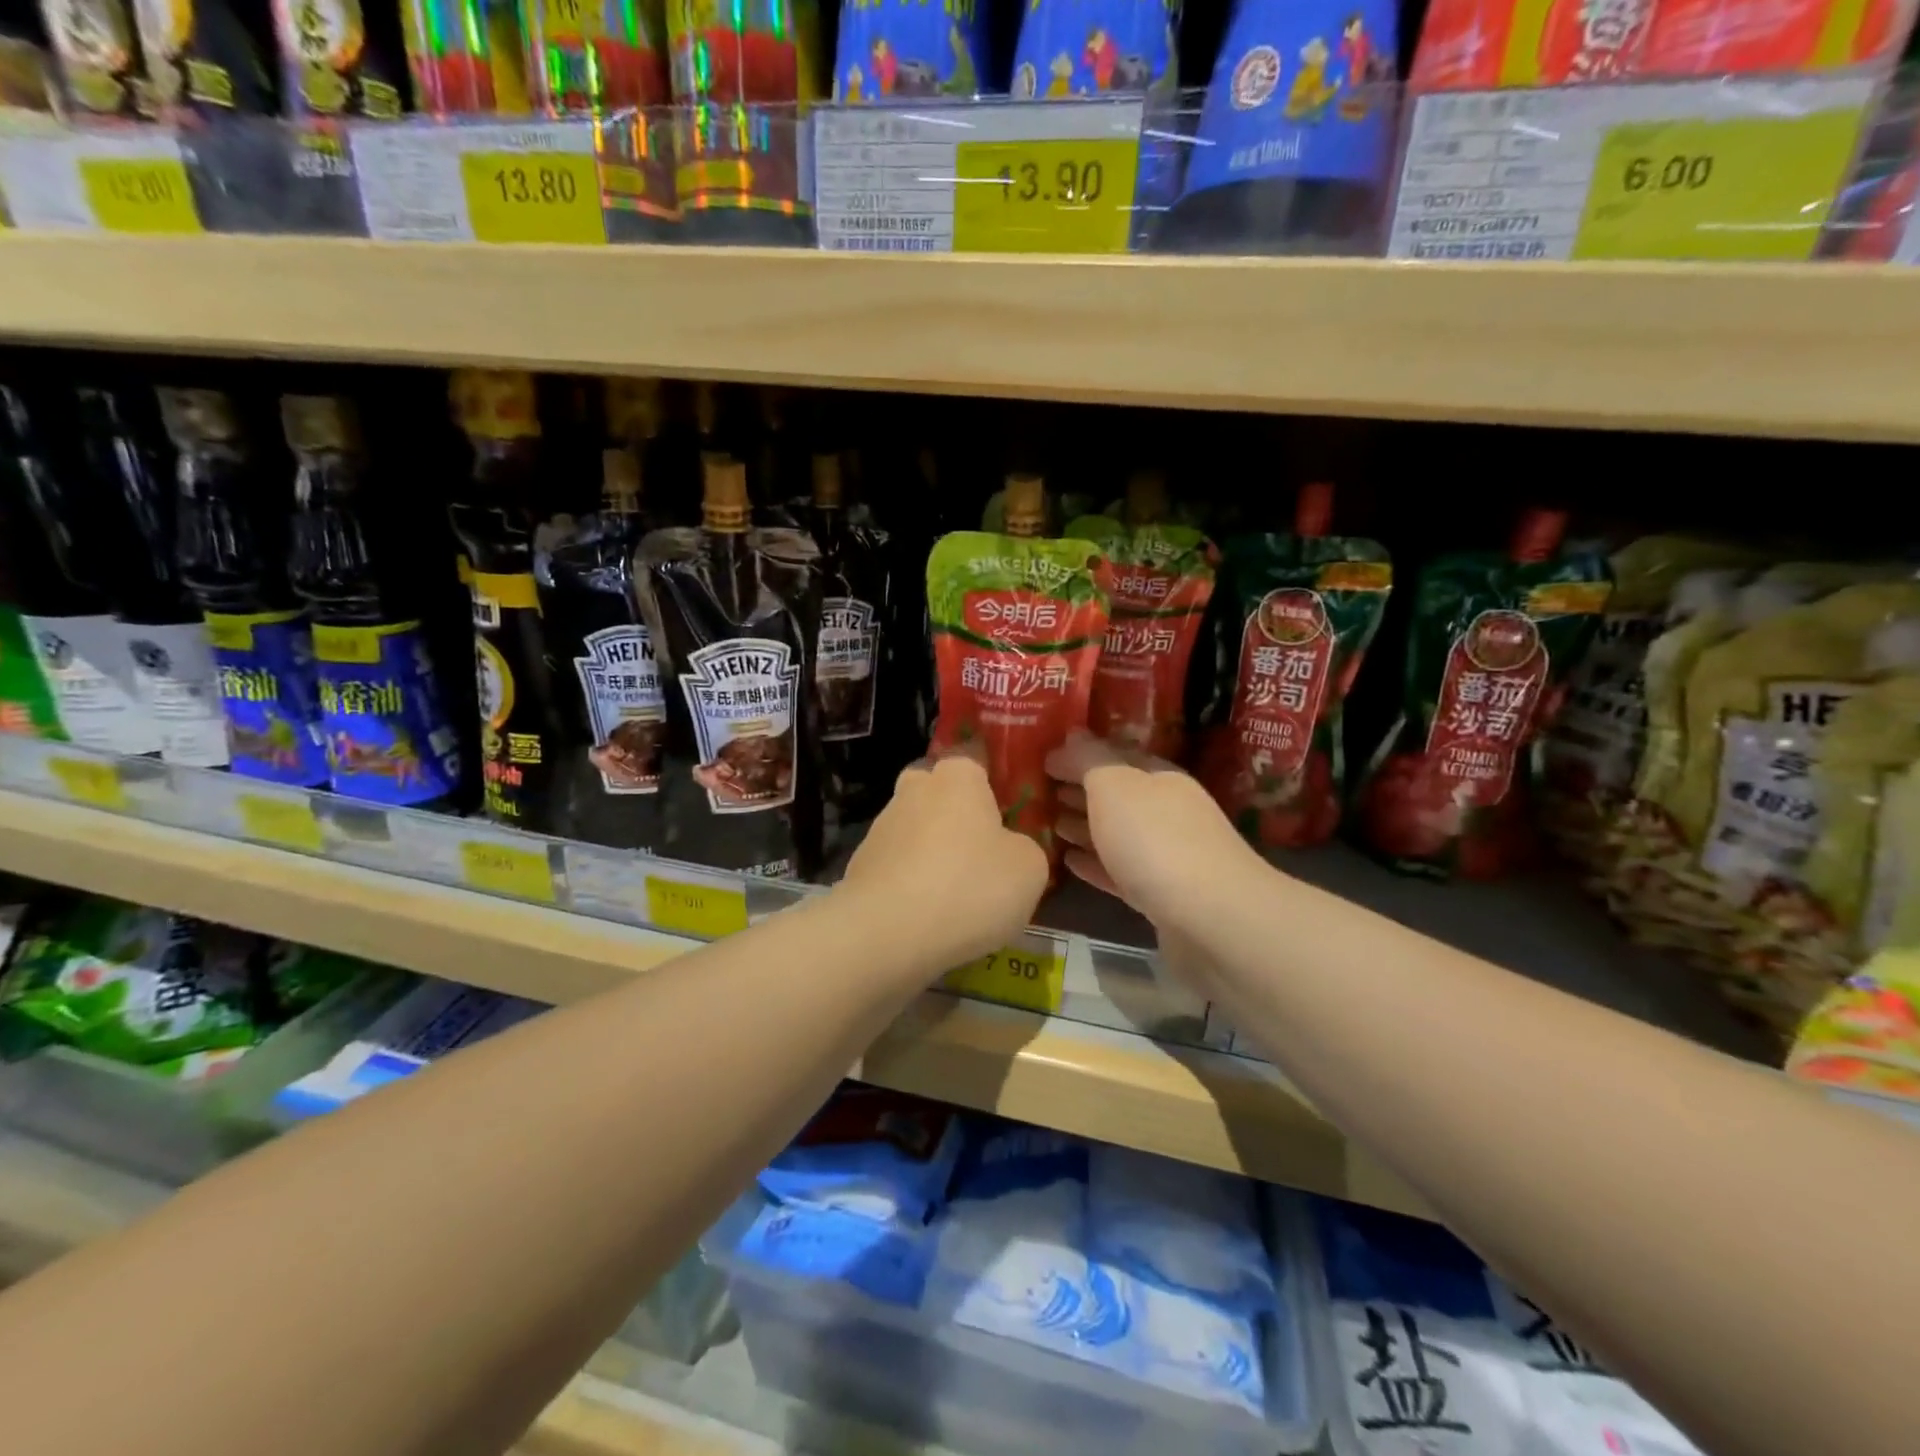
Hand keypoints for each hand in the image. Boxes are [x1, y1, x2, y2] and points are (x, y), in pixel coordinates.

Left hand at [841, 742, 1049, 969]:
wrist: (885, 933)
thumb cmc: (968, 887)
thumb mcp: (1029, 869)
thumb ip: (1026, 847)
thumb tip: (1010, 848)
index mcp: (957, 776)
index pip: (976, 755)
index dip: (994, 776)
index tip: (1009, 804)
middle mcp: (914, 789)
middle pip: (940, 790)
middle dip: (958, 811)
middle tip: (983, 846)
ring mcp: (882, 826)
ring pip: (917, 828)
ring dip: (934, 850)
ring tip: (957, 893)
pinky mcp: (861, 864)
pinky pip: (899, 864)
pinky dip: (912, 881)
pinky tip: (928, 912)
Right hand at [1046, 730, 1258, 929]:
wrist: (1211, 919)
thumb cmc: (1156, 840)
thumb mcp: (1115, 786)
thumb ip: (1090, 760)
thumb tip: (1073, 733)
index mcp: (1159, 777)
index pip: (1114, 755)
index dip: (1079, 755)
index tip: (1042, 759)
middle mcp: (1166, 810)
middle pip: (1116, 795)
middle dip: (1080, 790)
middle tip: (1039, 792)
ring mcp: (1166, 855)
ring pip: (1116, 833)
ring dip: (1084, 826)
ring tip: (1049, 823)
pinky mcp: (1159, 895)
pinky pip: (1118, 872)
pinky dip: (1094, 864)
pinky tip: (1069, 862)